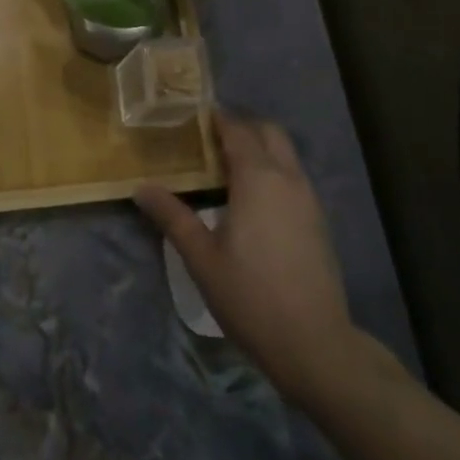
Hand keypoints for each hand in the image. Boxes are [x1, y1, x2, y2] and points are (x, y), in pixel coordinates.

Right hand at [135, 113, 401, 407]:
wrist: (314, 344)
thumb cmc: (250, 296)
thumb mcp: (201, 257)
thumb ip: (172, 217)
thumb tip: (141, 187)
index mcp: (258, 178)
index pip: (237, 130)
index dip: (216, 119)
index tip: (192, 115)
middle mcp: (288, 179)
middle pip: (269, 132)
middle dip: (242, 128)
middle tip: (208, 140)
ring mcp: (308, 200)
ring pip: (285, 155)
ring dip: (259, 149)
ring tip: (225, 168)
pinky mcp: (318, 221)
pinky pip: (293, 177)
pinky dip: (272, 171)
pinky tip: (251, 200)